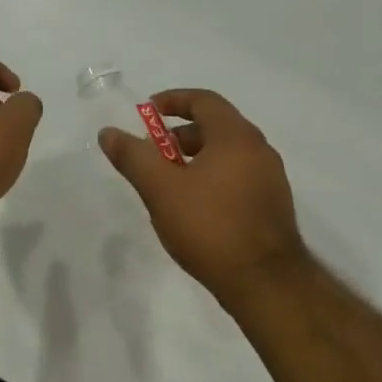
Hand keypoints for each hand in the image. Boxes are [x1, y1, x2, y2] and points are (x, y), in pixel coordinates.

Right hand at [99, 88, 308, 301]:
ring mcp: (271, 178)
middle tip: (154, 154)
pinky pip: (239, 177)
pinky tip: (196, 208)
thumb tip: (108, 133)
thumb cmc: (209, 227)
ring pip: (229, 155)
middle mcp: (260, 150)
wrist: (263, 280)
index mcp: (236, 136)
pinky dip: (214, 178)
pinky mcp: (273, 205)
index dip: (173, 100)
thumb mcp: (161, 190)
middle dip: (181, 135)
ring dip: (197, 158)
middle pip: (217, 127)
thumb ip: (133, 157)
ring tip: (170, 184)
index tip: (147, 112)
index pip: (204, 101)